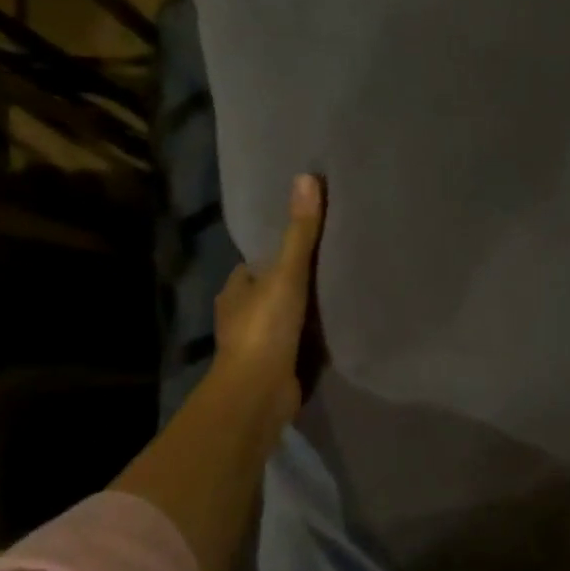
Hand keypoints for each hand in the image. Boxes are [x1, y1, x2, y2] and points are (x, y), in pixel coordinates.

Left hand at [210, 173, 324, 435]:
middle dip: (288, 285)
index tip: (301, 247)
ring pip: (280, 319)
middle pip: (267, 292)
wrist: (259, 392)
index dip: (273, 256)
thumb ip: (300, 233)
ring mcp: (256, 345)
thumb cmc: (266, 328)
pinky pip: (293, 345)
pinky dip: (306, 339)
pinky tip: (330, 334)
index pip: (253, 266)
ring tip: (334, 299)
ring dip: (298, 314)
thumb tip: (307, 178)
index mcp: (235, 291)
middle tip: (326, 271)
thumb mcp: (287, 274)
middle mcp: (240, 316)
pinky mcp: (274, 368)